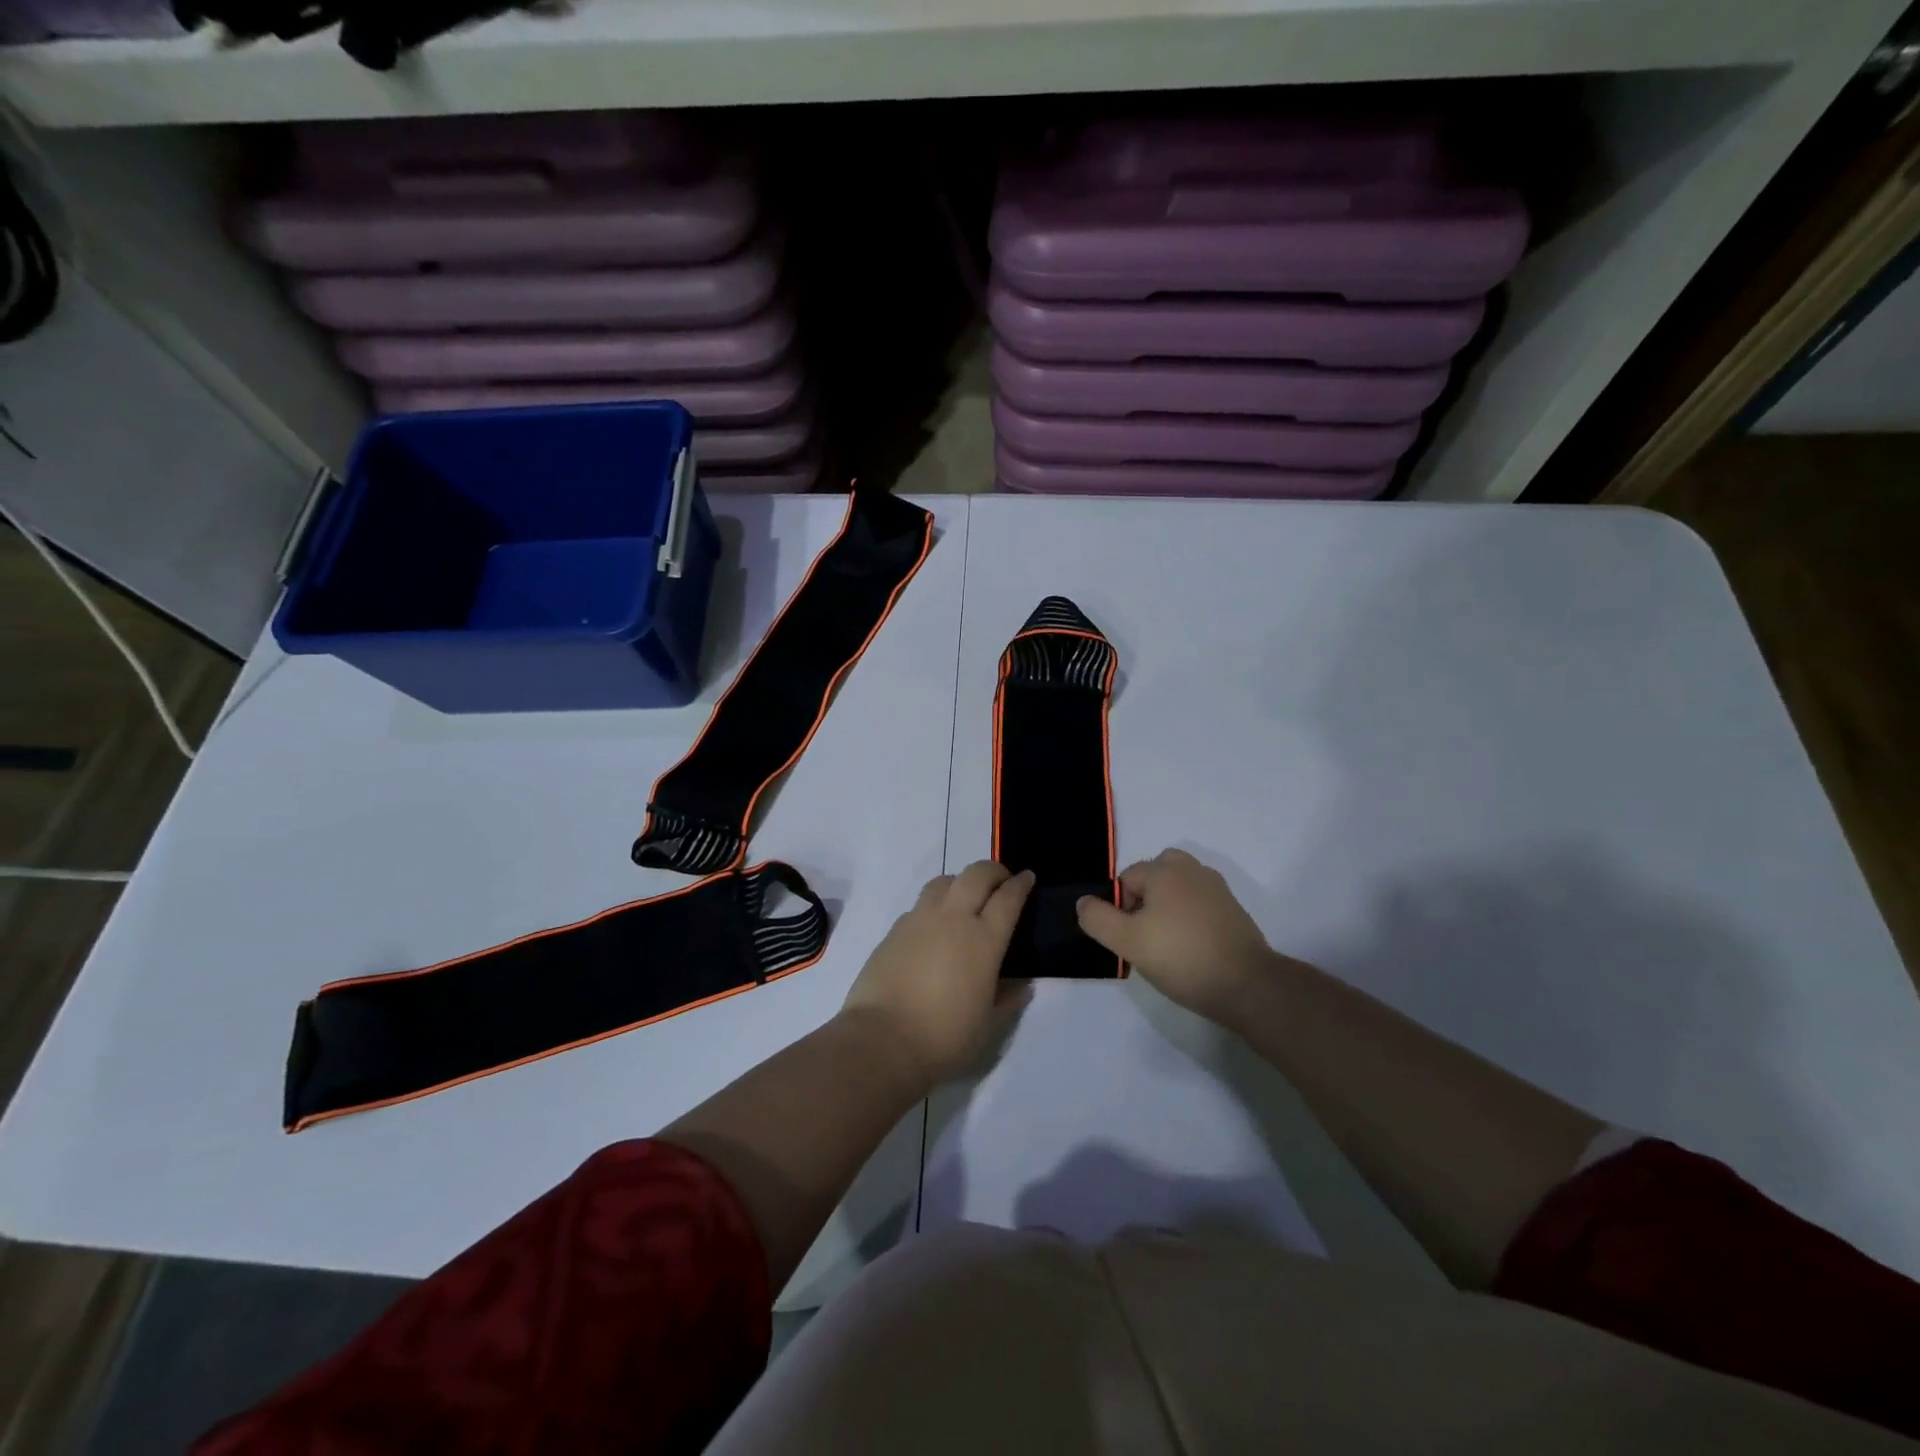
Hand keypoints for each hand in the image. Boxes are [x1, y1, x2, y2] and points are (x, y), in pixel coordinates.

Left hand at [840, 862, 1034, 1091]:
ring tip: (965, 899)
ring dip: (961, 882)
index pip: (1008, 898)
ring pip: (944, 881)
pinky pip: (920, 905)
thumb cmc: (944, 1037)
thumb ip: (1008, 1000)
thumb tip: (1023, 985)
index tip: (1027, 877)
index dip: (1021, 884)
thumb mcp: (988, 1026)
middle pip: (976, 875)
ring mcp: (920, 920)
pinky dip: (934, 905)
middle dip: (993, 871)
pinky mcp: (894, 930)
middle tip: (1001, 882)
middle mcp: (953, 919)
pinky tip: (933, 928)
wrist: (882, 1039)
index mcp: (984, 940)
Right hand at [1076, 849, 1280, 1023]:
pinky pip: (1199, 904)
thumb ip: (1098, 918)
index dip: (1119, 909)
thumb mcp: (1127, 942)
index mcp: (1164, 870)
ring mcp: (1217, 888)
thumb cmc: (1181, 957)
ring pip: (1178, 888)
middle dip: (1144, 899)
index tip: (1129, 939)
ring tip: (1167, 943)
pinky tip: (1191, 948)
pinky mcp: (1233, 910)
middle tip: (1145, 935)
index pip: (1126, 879)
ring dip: (1167, 907)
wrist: (1247, 985)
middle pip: (1155, 874)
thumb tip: (1084, 902)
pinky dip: (1190, 918)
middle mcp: (1192, 869)